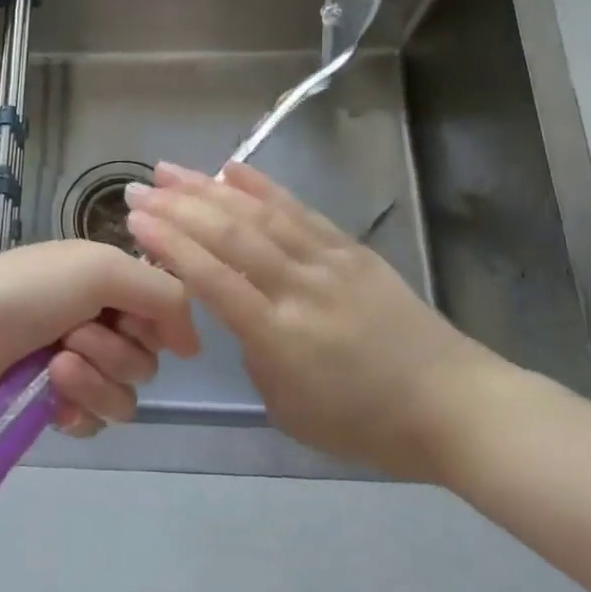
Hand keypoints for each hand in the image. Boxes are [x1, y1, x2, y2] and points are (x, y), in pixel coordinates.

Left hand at [0, 239, 198, 437]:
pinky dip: (80, 411)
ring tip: (56, 367)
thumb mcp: (105, 269)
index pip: (164, 315)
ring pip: (125, 397)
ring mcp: (74, 364)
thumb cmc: (34, 289)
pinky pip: (95, 422)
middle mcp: (96, 320)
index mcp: (108, 282)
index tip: (129, 320)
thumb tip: (194, 346)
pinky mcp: (53, 403)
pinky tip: (54, 402)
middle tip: (74, 336)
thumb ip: (166, 296)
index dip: (154, 325)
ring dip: (96, 383)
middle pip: (147, 361)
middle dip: (115, 353)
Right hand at [123, 161, 513, 480]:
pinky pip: (300, 210)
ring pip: (259, 213)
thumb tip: (238, 312)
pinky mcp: (351, 249)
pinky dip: (263, 185)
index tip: (135, 219)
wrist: (456, 406)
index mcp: (281, 336)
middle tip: (138, 186)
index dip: (170, 245)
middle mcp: (301, 287)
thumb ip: (254, 355)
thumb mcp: (290, 409)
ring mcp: (328, 261)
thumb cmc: (367, 424)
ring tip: (171, 169)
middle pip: (230, 236)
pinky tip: (232, 168)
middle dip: (177, 207)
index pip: (213, 279)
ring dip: (209, 188)